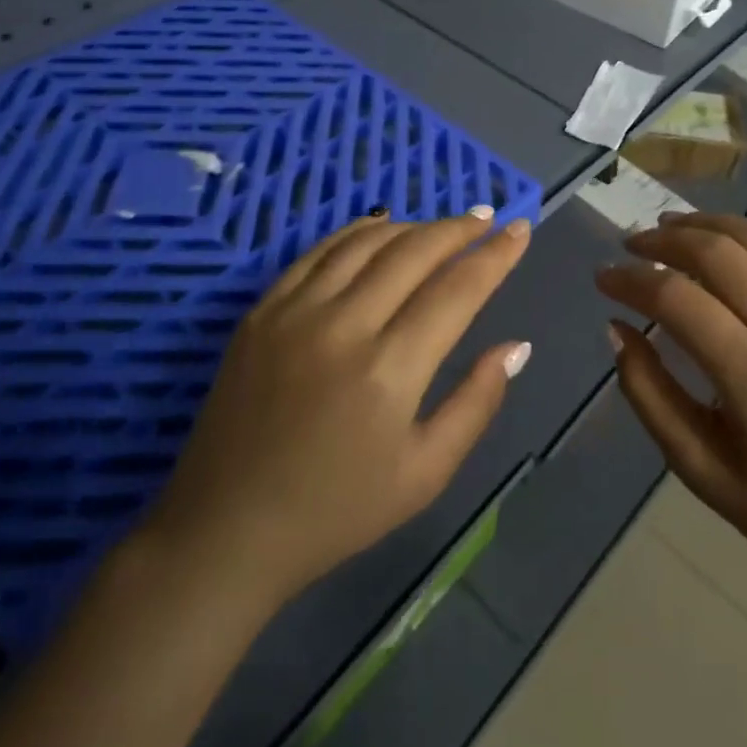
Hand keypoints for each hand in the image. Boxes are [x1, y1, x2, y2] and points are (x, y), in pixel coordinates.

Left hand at [140, 207, 532, 608]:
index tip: (520, 230)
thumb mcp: (425, 475)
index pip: (457, 290)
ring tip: (441, 225)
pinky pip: (318, 251)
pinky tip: (379, 228)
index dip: (495, 256)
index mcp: (389, 370)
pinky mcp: (262, 310)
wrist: (227, 528)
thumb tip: (516, 345)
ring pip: (366, 241)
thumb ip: (476, 403)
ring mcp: (296, 311)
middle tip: (486, 218)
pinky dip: (357, 232)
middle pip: (413, 252)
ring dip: (412, 225)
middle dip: (458, 229)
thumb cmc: (337, 511)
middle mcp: (344, 325)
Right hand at [598, 212, 746, 605]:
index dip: (630, 280)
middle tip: (630, 245)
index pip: (677, 299)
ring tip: (669, 229)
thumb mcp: (701, 470)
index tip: (602, 278)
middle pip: (716, 252)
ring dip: (705, 225)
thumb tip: (616, 329)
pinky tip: (723, 246)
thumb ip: (649, 394)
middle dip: (662, 240)